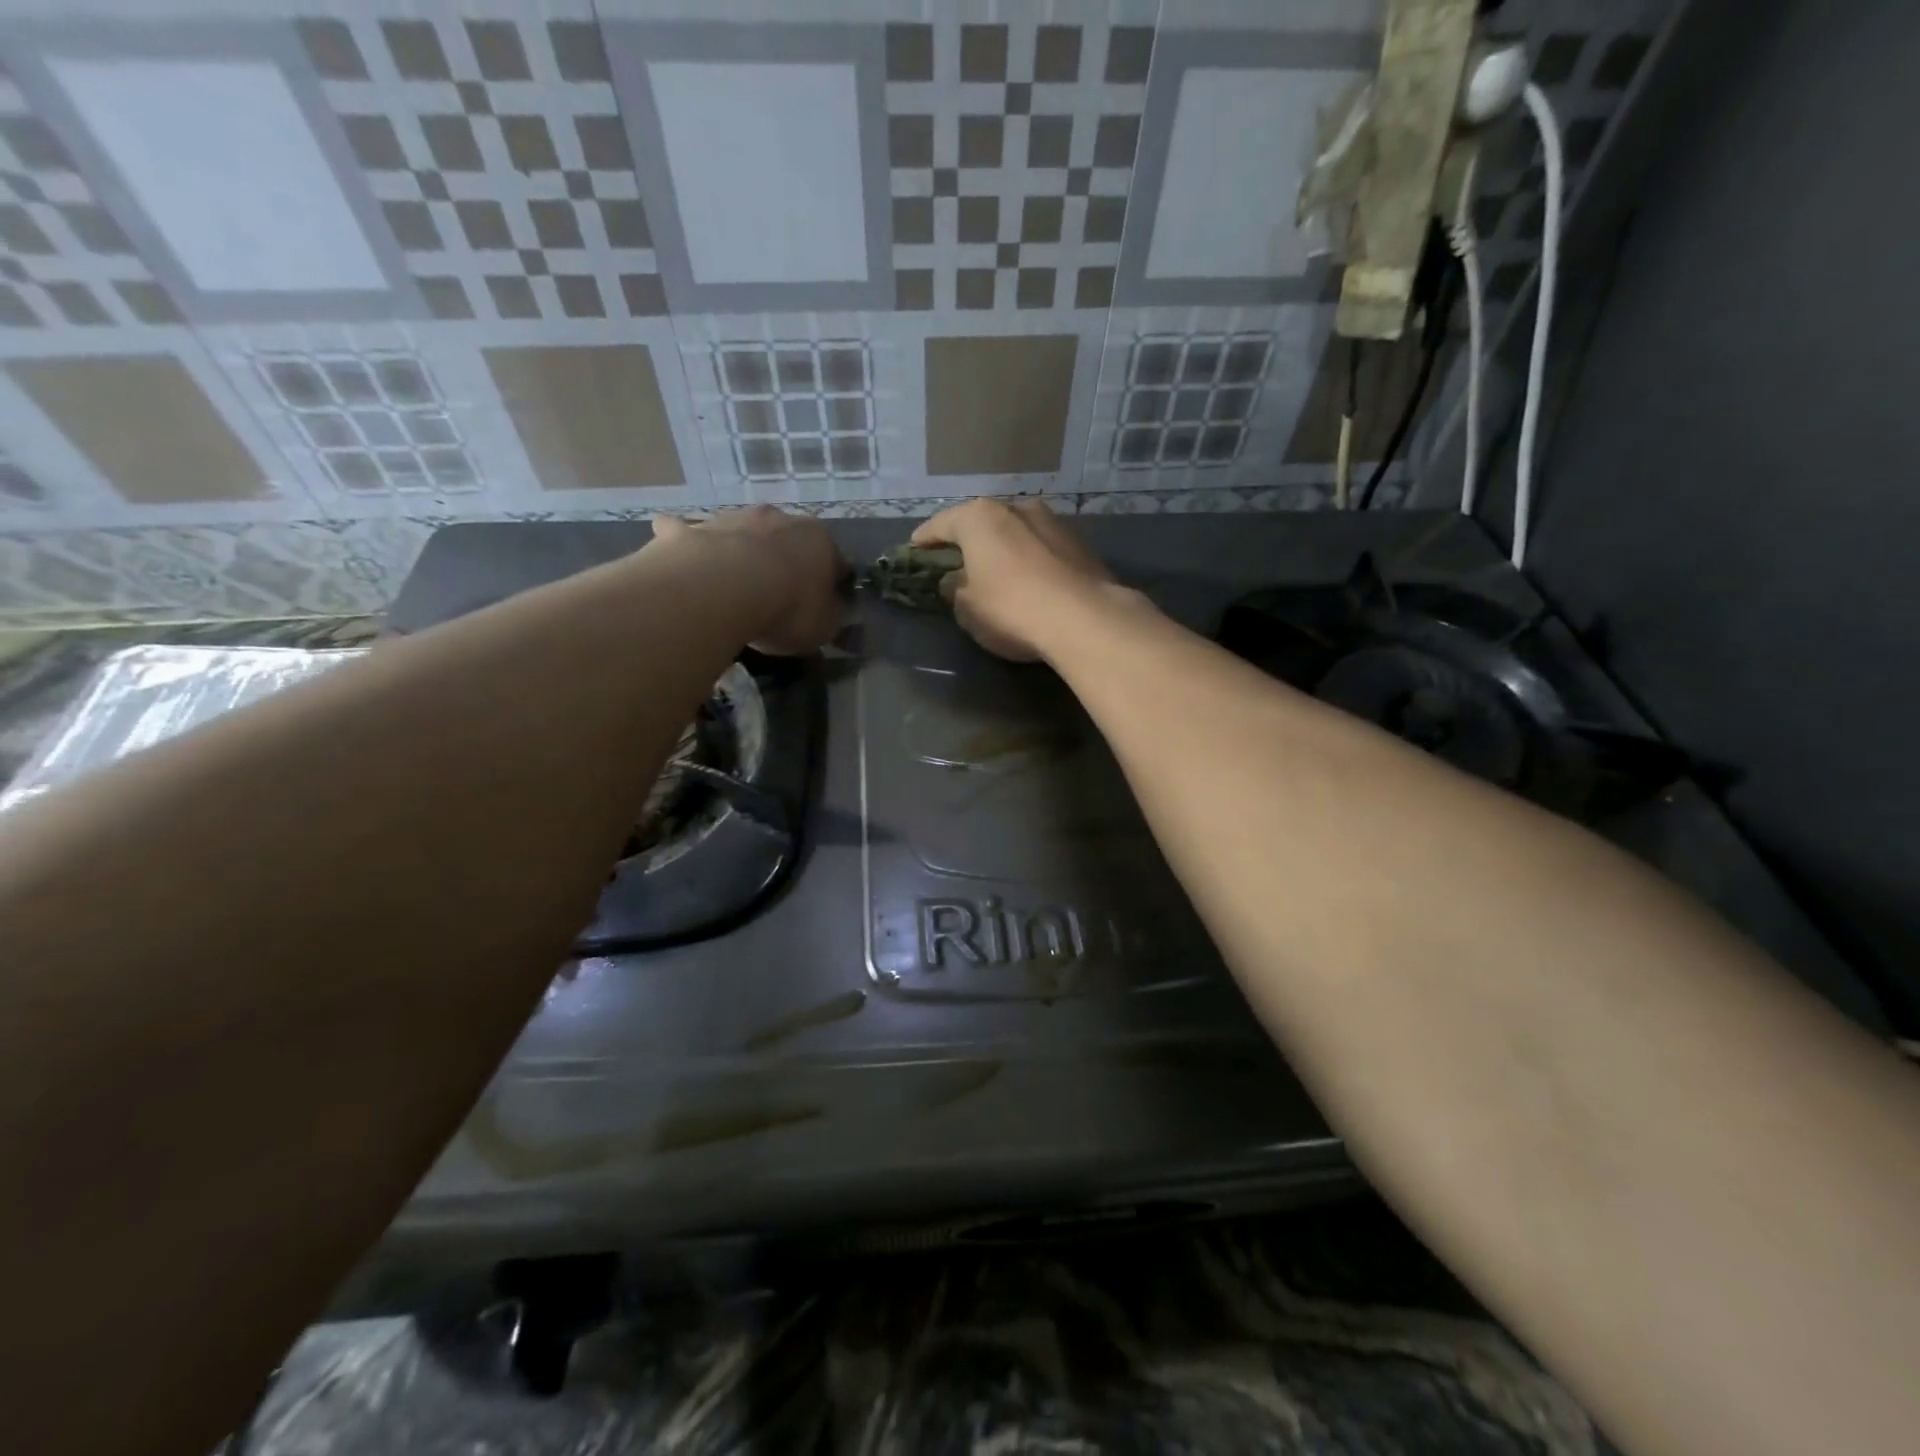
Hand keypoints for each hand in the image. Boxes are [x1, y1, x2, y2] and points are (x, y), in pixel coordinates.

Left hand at [651, 507, 843, 653]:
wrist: (723, 590)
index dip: (831, 584)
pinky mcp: (692, 530)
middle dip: (785, 561)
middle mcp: (778, 519)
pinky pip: (687, 533)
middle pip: (786, 540)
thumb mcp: (825, 626)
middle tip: (778, 595)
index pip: (835, 561)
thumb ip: (831, 613)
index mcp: (819, 540)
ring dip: (740, 552)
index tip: (823, 606)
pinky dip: (685, 540)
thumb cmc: (787, 608)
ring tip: (732, 586)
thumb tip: (831, 608)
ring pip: (741, 533)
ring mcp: (732, 519)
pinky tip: (680, 557)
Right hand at [911, 498, 1115, 661]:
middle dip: (968, 540)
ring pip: (1015, 531)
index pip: (941, 524)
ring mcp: (1052, 521)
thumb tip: (957, 581)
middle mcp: (1016, 508)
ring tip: (995, 569)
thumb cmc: (1011, 609)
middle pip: (982, 522)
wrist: (1084, 618)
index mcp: (979, 518)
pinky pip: (1041, 548)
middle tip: (956, 560)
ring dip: (1003, 547)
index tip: (914, 549)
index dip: (924, 539)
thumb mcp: (967, 608)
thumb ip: (955, 589)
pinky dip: (1030, 558)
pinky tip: (1029, 578)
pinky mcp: (1079, 543)